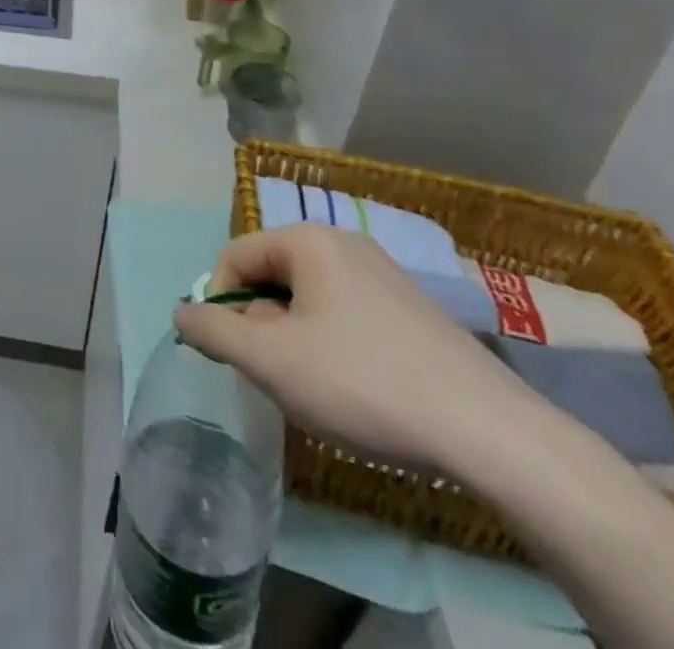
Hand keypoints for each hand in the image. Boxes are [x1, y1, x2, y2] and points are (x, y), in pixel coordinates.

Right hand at [173, 223, 533, 478]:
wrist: (491, 433)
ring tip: (319, 389)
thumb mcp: (270, 362)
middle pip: (272, 276)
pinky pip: (346, 314)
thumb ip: (213, 332)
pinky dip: (333, 346)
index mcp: (308, 240)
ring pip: (308, 299)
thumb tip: (182, 314)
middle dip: (262, 326)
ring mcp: (384, 274)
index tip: (234, 356)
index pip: (235, 257)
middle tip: (279, 377)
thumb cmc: (363, 383)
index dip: (220, 304)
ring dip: (295, 340)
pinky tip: (358, 390)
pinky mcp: (412, 309)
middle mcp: (344, 242)